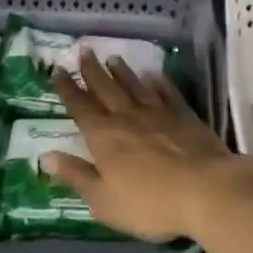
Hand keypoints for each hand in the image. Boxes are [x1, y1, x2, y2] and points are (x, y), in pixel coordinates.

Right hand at [43, 52, 252, 241]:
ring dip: (122, 72)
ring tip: (113, 57)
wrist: (206, 190)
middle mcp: (127, 117)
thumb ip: (76, 175)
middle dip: (92, 70)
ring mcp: (159, 114)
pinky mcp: (185, 117)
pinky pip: (168, 94)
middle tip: (84, 50)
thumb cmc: (149, 202)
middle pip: (106, 88)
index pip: (80, 107)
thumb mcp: (103, 199)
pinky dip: (160, 83)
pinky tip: (155, 76)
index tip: (58, 69)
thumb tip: (45, 156)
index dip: (67, 88)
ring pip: (135, 86)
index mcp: (103, 136)